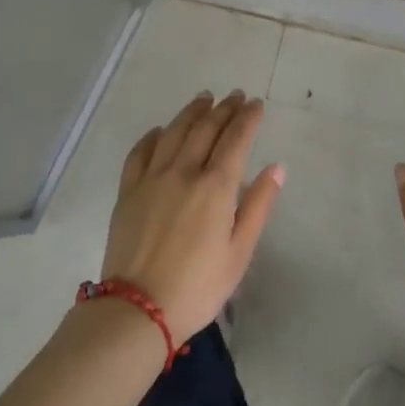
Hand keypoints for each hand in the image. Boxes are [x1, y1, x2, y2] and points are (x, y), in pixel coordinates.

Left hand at [102, 91, 283, 343]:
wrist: (137, 309)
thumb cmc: (198, 286)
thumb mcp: (240, 252)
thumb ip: (258, 206)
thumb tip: (276, 169)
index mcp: (215, 187)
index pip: (235, 139)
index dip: (247, 118)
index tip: (255, 104)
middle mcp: (183, 172)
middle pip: (205, 129)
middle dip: (223, 109)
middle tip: (234, 96)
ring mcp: (151, 179)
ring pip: (173, 132)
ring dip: (191, 112)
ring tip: (204, 99)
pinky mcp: (128, 191)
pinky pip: (140, 152)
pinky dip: (153, 136)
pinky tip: (162, 130)